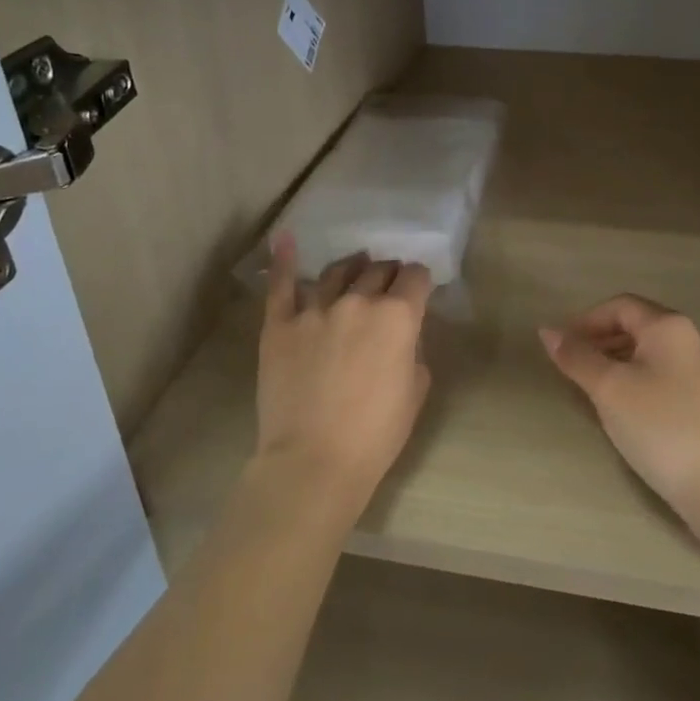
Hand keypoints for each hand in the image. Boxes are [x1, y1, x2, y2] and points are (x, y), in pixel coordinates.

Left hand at [255, 234, 433, 519]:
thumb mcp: (416, 391)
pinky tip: (285, 239)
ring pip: (337, 272)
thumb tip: (404, 336)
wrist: (313, 462)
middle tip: (389, 283)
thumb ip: (414, 351)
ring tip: (356, 265)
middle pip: (378, 270)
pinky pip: (281, 284)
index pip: (415, 277)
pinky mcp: (279, 324)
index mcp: (397, 316)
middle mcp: (358, 301)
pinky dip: (284, 259)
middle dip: (389, 273)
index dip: (420, 281)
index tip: (419, 289)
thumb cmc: (376, 434)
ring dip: (352, 267)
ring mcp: (314, 309)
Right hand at [539, 295, 699, 529]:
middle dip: (602, 341)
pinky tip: (630, 410)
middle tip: (575, 368)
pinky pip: (669, 375)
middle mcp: (694, 338)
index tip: (562, 347)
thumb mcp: (609, 390)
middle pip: (639, 326)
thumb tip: (547, 331)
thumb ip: (577, 357)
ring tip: (596, 390)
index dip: (586, 321)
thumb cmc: (661, 428)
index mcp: (670, 326)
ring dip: (620, 361)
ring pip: (654, 353)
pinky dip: (642, 380)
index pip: (620, 306)